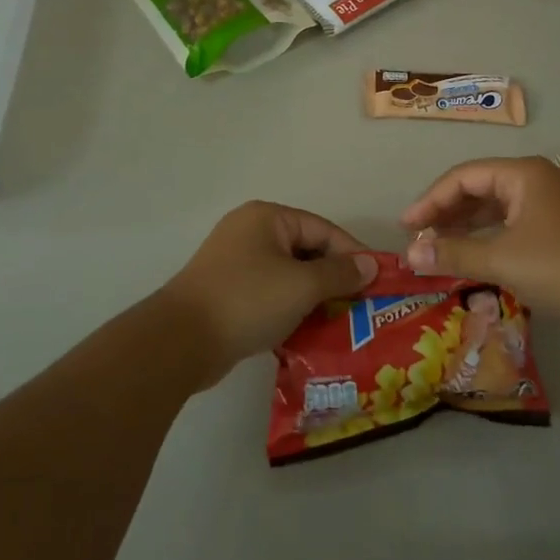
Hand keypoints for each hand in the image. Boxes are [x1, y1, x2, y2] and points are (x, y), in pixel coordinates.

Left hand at [164, 201, 377, 381]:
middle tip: (362, 306)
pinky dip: (290, 309)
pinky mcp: (228, 292)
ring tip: (341, 323)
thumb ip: (339, 273)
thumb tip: (370, 266)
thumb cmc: (247, 300)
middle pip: (306, 251)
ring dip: (314, 298)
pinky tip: (309, 333)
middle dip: (334, 279)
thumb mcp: (302, 285)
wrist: (181, 341)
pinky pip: (271, 294)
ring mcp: (235, 263)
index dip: (353, 254)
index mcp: (267, 218)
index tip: (378, 282)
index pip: (323, 230)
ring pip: (289, 276)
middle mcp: (250, 232)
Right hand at [399, 156, 559, 320]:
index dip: (430, 200)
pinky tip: (471, 253)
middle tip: (419, 236)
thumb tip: (410, 255)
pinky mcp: (557, 227)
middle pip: (478, 187)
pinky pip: (510, 222)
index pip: (463, 177)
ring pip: (494, 206)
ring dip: (464, 225)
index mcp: (521, 174)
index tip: (406, 226)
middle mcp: (534, 180)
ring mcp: (548, 203)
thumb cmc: (558, 265)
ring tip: (437, 246)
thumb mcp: (500, 259)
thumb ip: (452, 254)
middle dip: (446, 212)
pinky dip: (486, 236)